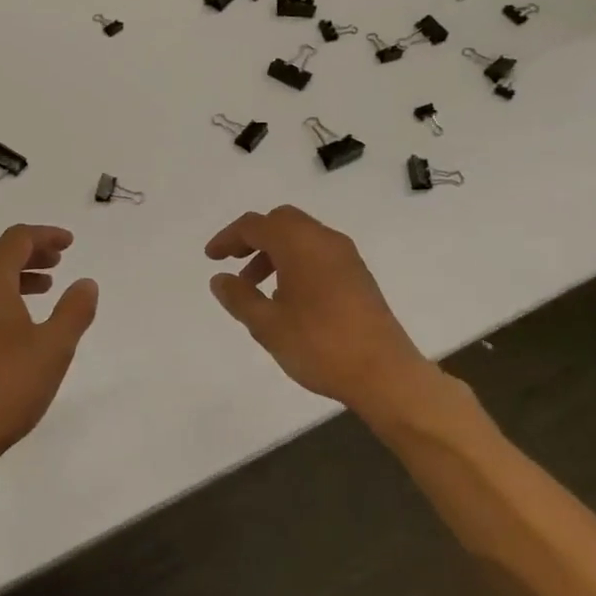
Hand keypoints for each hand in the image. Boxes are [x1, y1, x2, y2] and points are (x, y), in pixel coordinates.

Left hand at [0, 225, 98, 480]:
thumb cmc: (6, 387)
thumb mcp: (54, 348)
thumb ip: (74, 310)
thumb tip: (85, 283)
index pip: (16, 240)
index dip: (45, 236)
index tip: (70, 243)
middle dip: (30, 252)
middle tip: (59, 261)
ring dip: (15, 274)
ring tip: (44, 288)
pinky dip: (0, 295)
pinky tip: (18, 322)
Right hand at [205, 205, 441, 425]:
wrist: (384, 373)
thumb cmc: (319, 345)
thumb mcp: (267, 325)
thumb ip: (239, 297)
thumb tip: (220, 278)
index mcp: (300, 244)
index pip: (256, 225)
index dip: (228, 238)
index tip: (211, 258)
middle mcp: (325, 240)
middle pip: (282, 222)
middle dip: (254, 238)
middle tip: (234, 265)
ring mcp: (346, 256)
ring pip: (302, 237)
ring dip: (275, 252)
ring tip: (257, 289)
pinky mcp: (358, 275)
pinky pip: (319, 254)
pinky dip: (296, 262)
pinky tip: (289, 298)